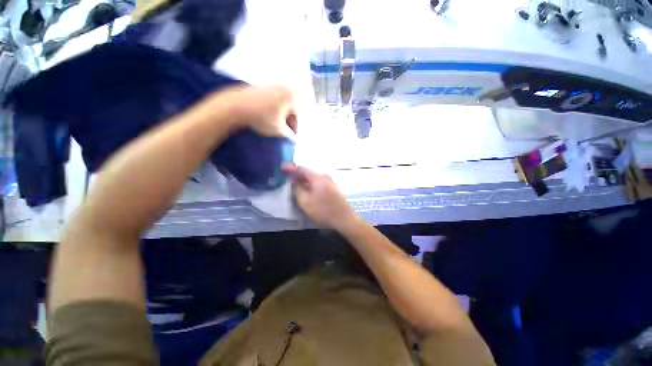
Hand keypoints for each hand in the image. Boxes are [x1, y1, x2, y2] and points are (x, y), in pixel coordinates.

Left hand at [213, 85, 297, 138]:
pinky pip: (272, 101)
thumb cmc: (262, 118)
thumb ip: (290, 136)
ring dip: (281, 117)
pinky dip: (273, 110)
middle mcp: (284, 87)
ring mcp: (271, 85)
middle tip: (285, 134)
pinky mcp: (261, 86)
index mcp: (291, 96)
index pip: (297, 116)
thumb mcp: (279, 130)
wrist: (236, 106)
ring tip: (276, 128)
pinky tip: (268, 119)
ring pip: (281, 105)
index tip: (293, 138)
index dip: (295, 129)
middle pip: (289, 109)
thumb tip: (295, 140)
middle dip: (288, 123)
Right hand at [284, 164, 358, 230]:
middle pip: (309, 173)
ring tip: (297, 182)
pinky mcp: (333, 188)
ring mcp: (330, 182)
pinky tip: (308, 189)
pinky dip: (311, 183)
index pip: (302, 169)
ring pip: (314, 178)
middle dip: (298, 174)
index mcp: (317, 178)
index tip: (283, 167)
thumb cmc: (323, 211)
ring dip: (305, 179)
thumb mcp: (305, 202)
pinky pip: (319, 182)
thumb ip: (298, 189)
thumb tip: (295, 181)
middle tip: (289, 176)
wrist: (344, 219)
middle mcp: (325, 177)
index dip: (292, 168)